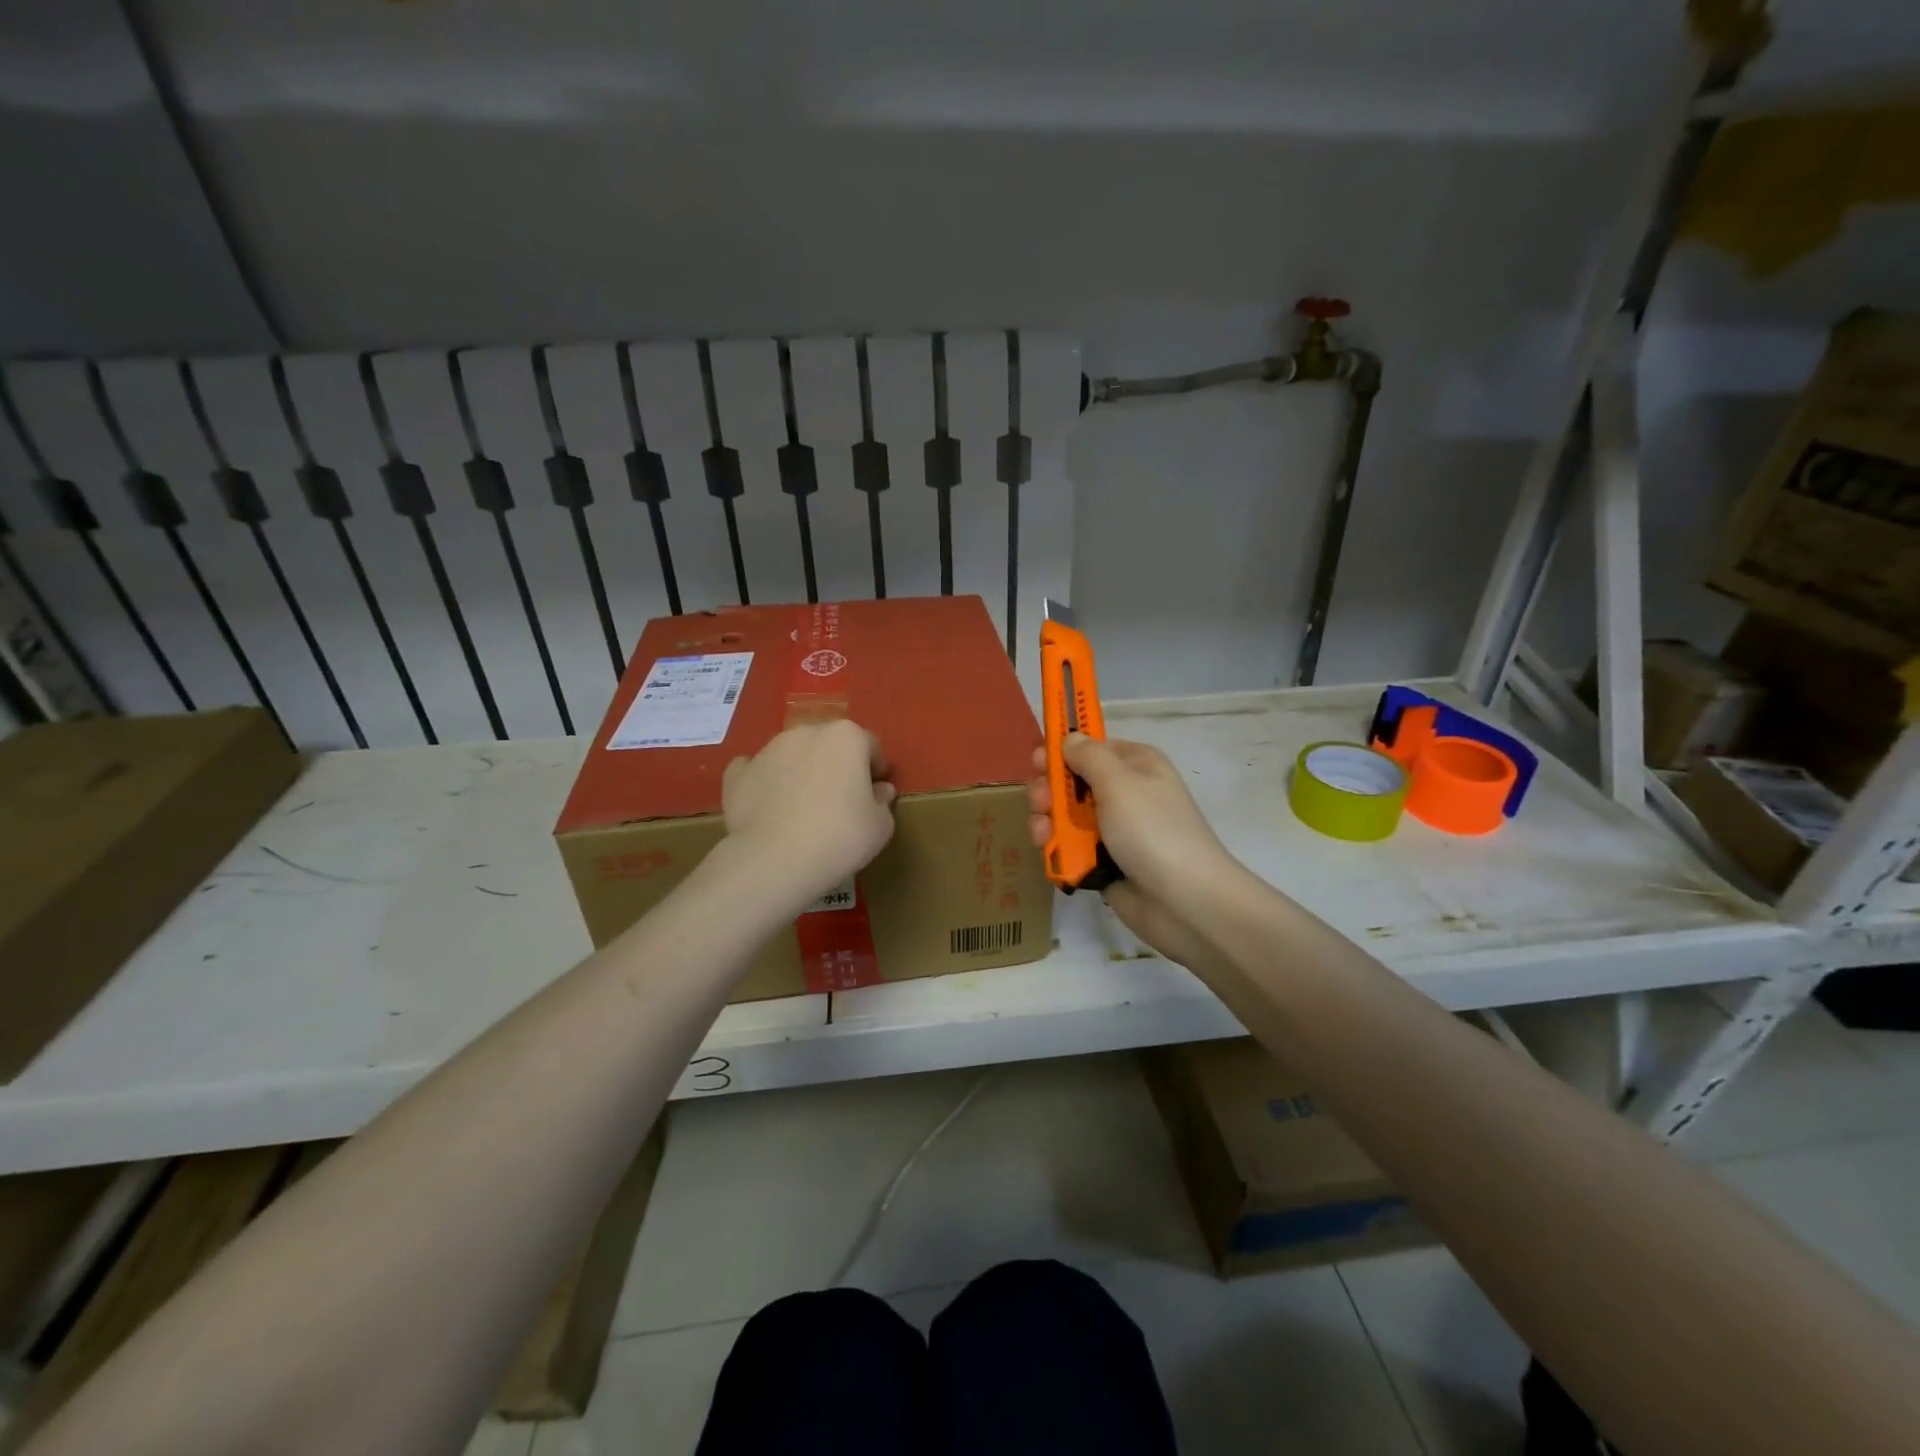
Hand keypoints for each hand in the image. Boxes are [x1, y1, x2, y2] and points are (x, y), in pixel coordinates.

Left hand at [723, 721, 896, 905]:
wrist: (773, 860)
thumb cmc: (839, 837)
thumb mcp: (881, 826)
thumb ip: (883, 801)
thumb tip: (879, 790)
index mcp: (846, 737)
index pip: (870, 746)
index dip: (875, 769)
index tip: (874, 793)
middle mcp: (806, 732)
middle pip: (829, 745)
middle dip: (837, 765)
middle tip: (841, 801)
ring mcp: (768, 750)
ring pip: (793, 755)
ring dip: (801, 772)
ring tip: (803, 808)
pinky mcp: (738, 773)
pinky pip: (756, 772)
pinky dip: (764, 783)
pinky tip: (768, 806)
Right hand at [1026, 734, 1240, 967]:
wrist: (1184, 901)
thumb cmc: (1152, 830)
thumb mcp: (1119, 782)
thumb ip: (1088, 756)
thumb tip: (1070, 738)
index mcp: (1135, 764)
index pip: (1091, 748)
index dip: (1062, 752)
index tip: (1037, 762)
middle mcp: (1125, 793)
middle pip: (1073, 782)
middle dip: (1049, 791)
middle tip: (1040, 804)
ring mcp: (1114, 829)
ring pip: (1067, 817)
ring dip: (1048, 822)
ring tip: (1043, 836)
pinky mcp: (1105, 861)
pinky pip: (1072, 848)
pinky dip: (1058, 849)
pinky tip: (1050, 854)